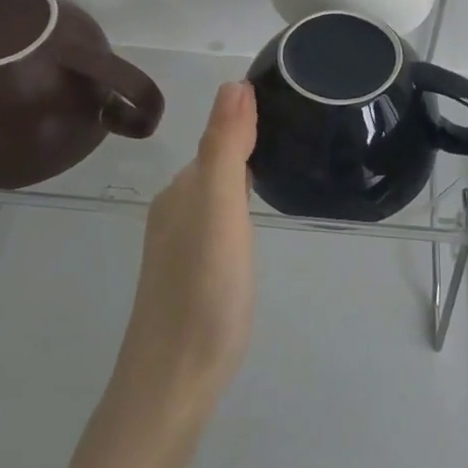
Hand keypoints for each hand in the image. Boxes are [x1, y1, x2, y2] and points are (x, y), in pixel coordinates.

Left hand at [110, 80, 258, 428]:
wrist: (172, 383)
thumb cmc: (204, 291)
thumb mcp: (220, 211)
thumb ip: (225, 147)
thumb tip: (234, 83)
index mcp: (184, 189)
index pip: (219, 135)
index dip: (248, 116)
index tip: (288, 100)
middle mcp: (176, 209)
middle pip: (216, 160)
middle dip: (247, 139)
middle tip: (295, 127)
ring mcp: (180, 244)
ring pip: (215, 191)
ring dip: (242, 172)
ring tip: (281, 164)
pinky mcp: (191, 273)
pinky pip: (217, 219)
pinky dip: (237, 204)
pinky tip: (251, 220)